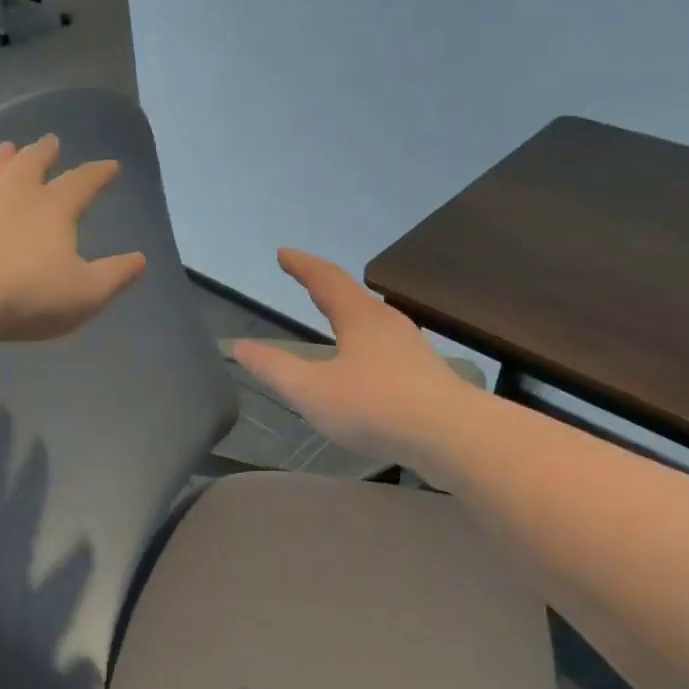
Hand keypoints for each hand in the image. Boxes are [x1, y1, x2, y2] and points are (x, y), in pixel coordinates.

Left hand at [0, 136, 145, 341]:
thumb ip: (116, 275)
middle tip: (50, 140)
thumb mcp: (88, 292)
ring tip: (4, 147)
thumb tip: (140, 259)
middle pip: (29, 166)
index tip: (111, 165)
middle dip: (43, 153)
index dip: (99, 174)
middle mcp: (11, 198)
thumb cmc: (30, 294)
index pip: (82, 183)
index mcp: (53, 209)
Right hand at [232, 250, 477, 466]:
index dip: (302, 266)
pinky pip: (386, 345)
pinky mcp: (425, 373)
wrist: (449, 434)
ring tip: (335, 317)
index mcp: (359, 317)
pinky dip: (366, 341)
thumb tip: (239, 347)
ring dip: (350, 313)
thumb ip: (274, 368)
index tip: (284, 254)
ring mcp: (411, 347)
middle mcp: (388, 323)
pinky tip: (368, 362)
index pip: (325, 279)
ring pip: (374, 321)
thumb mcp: (311, 391)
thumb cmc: (373, 406)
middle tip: (307, 282)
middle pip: (353, 295)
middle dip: (326, 286)